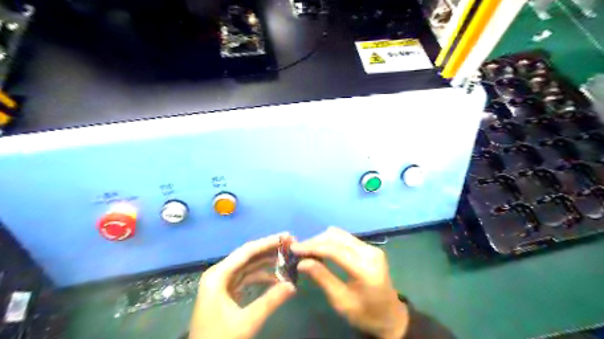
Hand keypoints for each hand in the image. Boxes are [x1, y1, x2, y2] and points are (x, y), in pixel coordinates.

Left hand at [189, 233, 296, 338]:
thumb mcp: (246, 321)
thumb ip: (270, 301)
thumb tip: (293, 285)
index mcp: (218, 275)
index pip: (247, 251)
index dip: (268, 242)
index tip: (287, 237)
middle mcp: (218, 273)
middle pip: (248, 256)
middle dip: (270, 250)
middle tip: (291, 244)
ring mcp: (221, 282)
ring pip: (248, 266)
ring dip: (267, 263)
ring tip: (287, 259)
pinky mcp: (226, 291)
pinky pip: (246, 277)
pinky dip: (261, 276)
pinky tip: (277, 278)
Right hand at [290, 228, 407, 338]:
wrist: (390, 315)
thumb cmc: (365, 314)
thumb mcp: (341, 301)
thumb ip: (322, 278)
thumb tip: (302, 262)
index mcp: (365, 268)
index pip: (334, 250)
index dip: (312, 247)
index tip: (294, 248)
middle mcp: (370, 252)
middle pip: (337, 237)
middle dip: (315, 241)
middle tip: (298, 250)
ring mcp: (371, 247)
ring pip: (340, 234)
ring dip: (322, 239)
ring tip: (307, 250)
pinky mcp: (369, 247)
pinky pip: (345, 238)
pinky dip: (330, 241)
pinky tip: (321, 249)